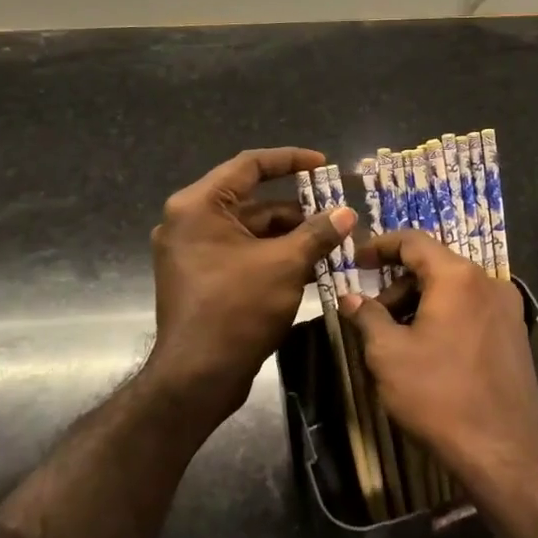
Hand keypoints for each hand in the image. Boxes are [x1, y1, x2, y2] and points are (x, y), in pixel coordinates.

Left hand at [146, 147, 354, 419]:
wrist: (197, 377)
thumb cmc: (237, 309)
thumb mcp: (285, 265)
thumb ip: (317, 233)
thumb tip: (347, 213)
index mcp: (199, 206)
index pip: (249, 165)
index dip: (290, 160)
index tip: (324, 164)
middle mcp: (190, 221)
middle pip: (253, 201)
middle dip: (298, 209)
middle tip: (337, 214)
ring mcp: (193, 252)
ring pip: (251, 231)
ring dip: (290, 236)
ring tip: (334, 243)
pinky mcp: (202, 277)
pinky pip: (243, 254)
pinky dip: (274, 256)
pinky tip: (312, 266)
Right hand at [339, 230, 537, 489]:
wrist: (503, 451)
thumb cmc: (438, 395)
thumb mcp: (388, 354)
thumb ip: (367, 317)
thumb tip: (351, 299)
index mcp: (458, 276)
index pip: (413, 241)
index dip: (380, 246)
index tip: (356, 261)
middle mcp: (489, 282)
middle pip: (435, 265)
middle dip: (398, 284)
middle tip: (373, 314)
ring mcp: (508, 308)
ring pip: (454, 289)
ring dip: (421, 302)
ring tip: (398, 338)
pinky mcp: (516, 334)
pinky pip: (472, 309)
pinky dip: (445, 316)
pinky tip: (429, 350)